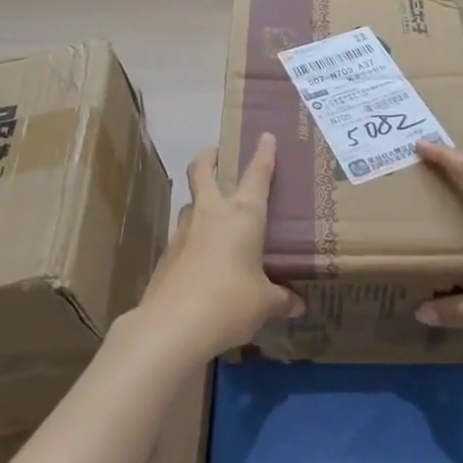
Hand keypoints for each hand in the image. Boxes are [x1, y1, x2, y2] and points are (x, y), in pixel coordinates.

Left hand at [135, 134, 303, 361]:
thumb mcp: (264, 303)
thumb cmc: (229, 302)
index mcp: (243, 214)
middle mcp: (211, 213)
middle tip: (217, 154)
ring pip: (189, 203)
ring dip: (198, 201)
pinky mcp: (166, 254)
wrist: (172, 325)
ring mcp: (183, 232)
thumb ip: (280, 299)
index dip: (263, 154)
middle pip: (202, 170)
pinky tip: (201, 259)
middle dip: (210, 157)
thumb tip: (296, 304)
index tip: (266, 136)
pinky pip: (183, 236)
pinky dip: (192, 239)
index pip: (257, 174)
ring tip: (212, 214)